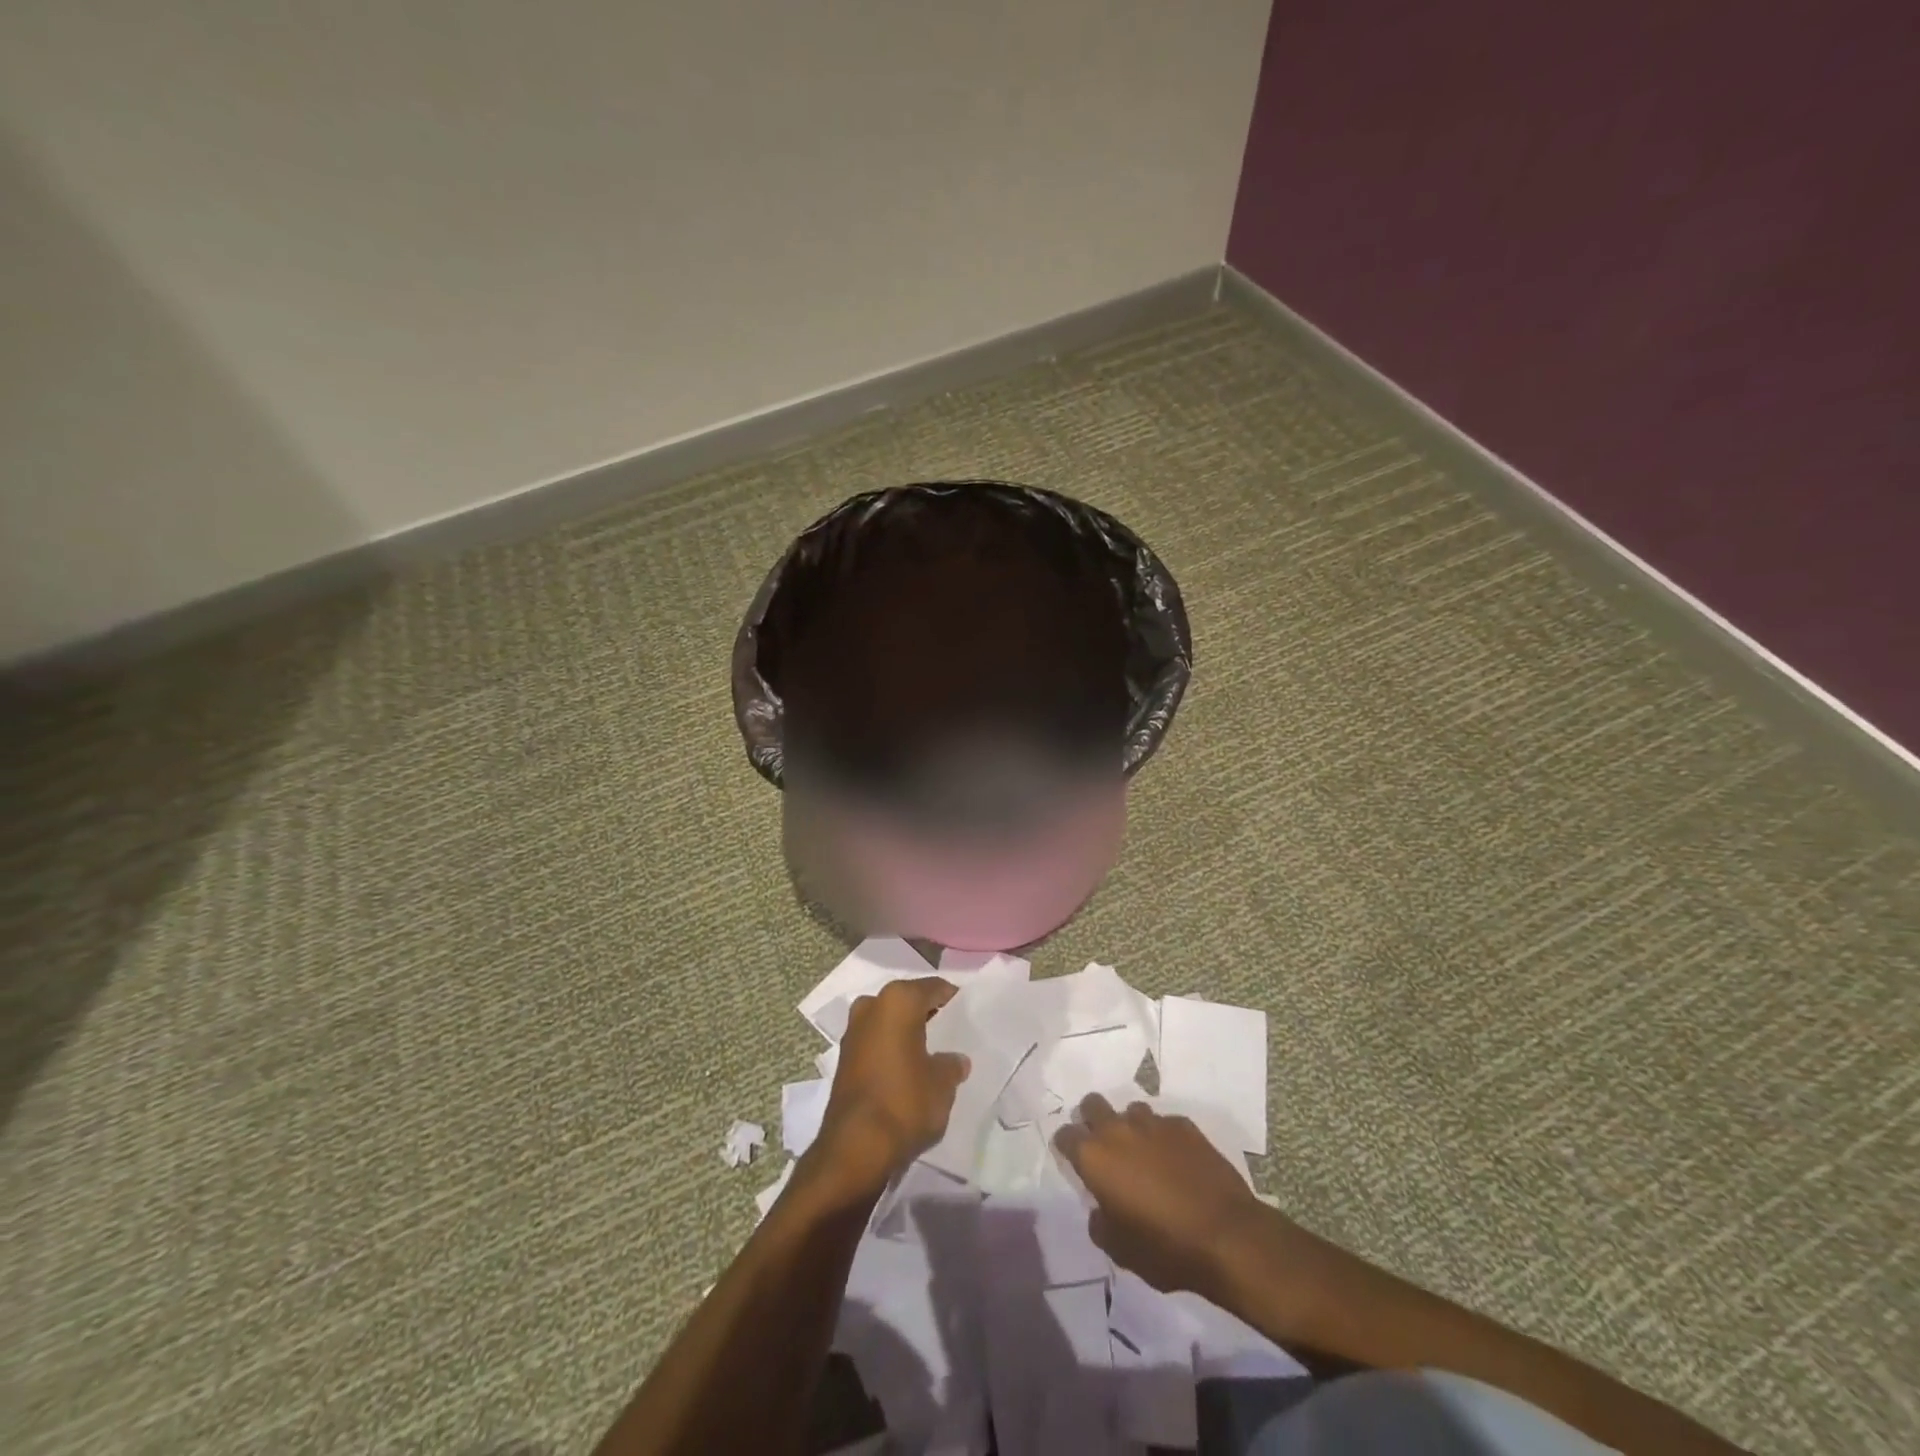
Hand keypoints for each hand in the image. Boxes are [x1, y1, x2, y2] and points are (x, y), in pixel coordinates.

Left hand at [809, 978, 970, 1200]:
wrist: (854, 1148)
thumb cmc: (905, 1102)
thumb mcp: (942, 1084)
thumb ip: (951, 1065)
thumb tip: (955, 1060)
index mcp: (898, 1000)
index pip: (933, 988)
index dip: (952, 999)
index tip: (967, 1013)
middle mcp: (871, 1006)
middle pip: (907, 1001)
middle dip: (926, 1014)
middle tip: (950, 1033)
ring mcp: (853, 1031)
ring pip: (888, 1021)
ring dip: (906, 1032)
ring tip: (930, 1053)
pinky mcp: (843, 1058)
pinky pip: (875, 1042)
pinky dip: (890, 1049)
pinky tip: (907, 1069)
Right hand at [1053, 1092, 1267, 1299]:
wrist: (1226, 1236)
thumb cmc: (1164, 1248)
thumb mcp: (1119, 1250)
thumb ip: (1100, 1222)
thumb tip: (1101, 1208)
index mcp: (1095, 1157)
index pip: (1065, 1135)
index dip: (1066, 1146)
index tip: (1073, 1161)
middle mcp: (1119, 1129)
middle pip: (1092, 1105)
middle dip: (1092, 1120)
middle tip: (1103, 1149)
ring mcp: (1154, 1123)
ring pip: (1131, 1110)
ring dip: (1130, 1127)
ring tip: (1143, 1155)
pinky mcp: (1185, 1125)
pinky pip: (1164, 1123)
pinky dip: (1163, 1138)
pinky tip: (1176, 1161)